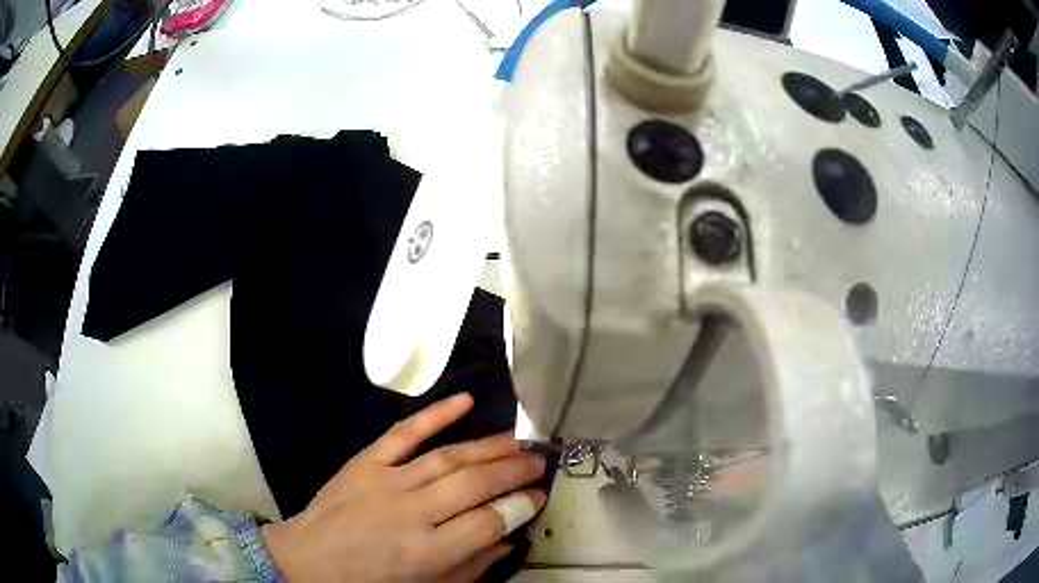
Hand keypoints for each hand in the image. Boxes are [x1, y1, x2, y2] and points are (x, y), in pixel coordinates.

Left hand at [260, 393, 546, 581]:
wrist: (306, 562)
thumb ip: (471, 568)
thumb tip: (509, 538)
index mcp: (426, 553)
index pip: (487, 522)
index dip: (520, 507)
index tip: (539, 496)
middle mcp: (410, 513)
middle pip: (473, 484)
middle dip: (513, 471)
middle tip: (539, 461)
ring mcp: (385, 482)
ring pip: (448, 457)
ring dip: (488, 446)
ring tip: (518, 441)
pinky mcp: (364, 462)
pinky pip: (403, 433)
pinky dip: (435, 414)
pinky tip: (465, 400)